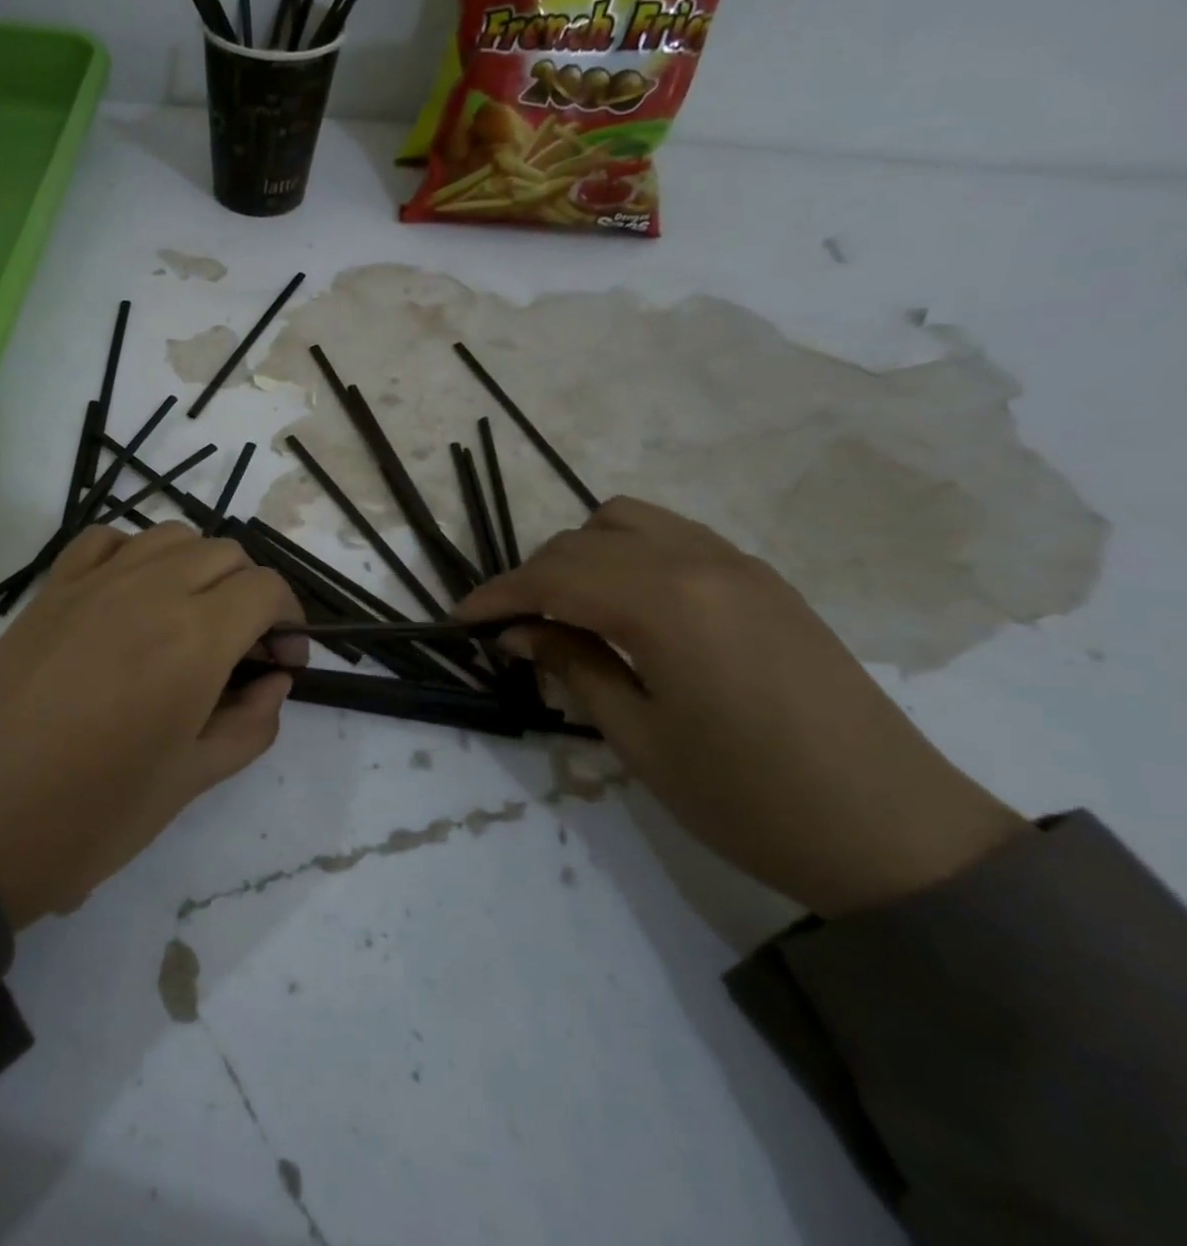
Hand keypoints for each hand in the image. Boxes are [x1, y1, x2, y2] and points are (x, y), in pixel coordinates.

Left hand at [0, 523, 303, 926]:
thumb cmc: (91, 815)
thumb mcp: (190, 781)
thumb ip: (250, 724)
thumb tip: (275, 683)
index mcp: (194, 639)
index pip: (267, 589)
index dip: (290, 619)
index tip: (283, 660)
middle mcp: (150, 590)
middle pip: (227, 554)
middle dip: (250, 593)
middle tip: (242, 648)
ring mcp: (95, 581)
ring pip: (173, 536)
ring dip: (200, 567)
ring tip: (190, 618)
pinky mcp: (52, 587)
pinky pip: (107, 539)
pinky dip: (136, 553)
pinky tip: (132, 594)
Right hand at [456, 498, 1026, 916]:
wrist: (895, 833)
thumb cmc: (749, 798)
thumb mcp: (639, 737)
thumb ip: (573, 665)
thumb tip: (520, 632)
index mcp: (665, 603)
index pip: (553, 577)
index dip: (497, 595)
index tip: (460, 620)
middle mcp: (699, 562)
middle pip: (582, 542)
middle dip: (531, 577)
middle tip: (509, 628)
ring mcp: (738, 564)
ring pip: (627, 522)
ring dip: (580, 555)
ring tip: (565, 608)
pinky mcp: (762, 580)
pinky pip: (672, 538)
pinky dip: (627, 555)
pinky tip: (624, 605)